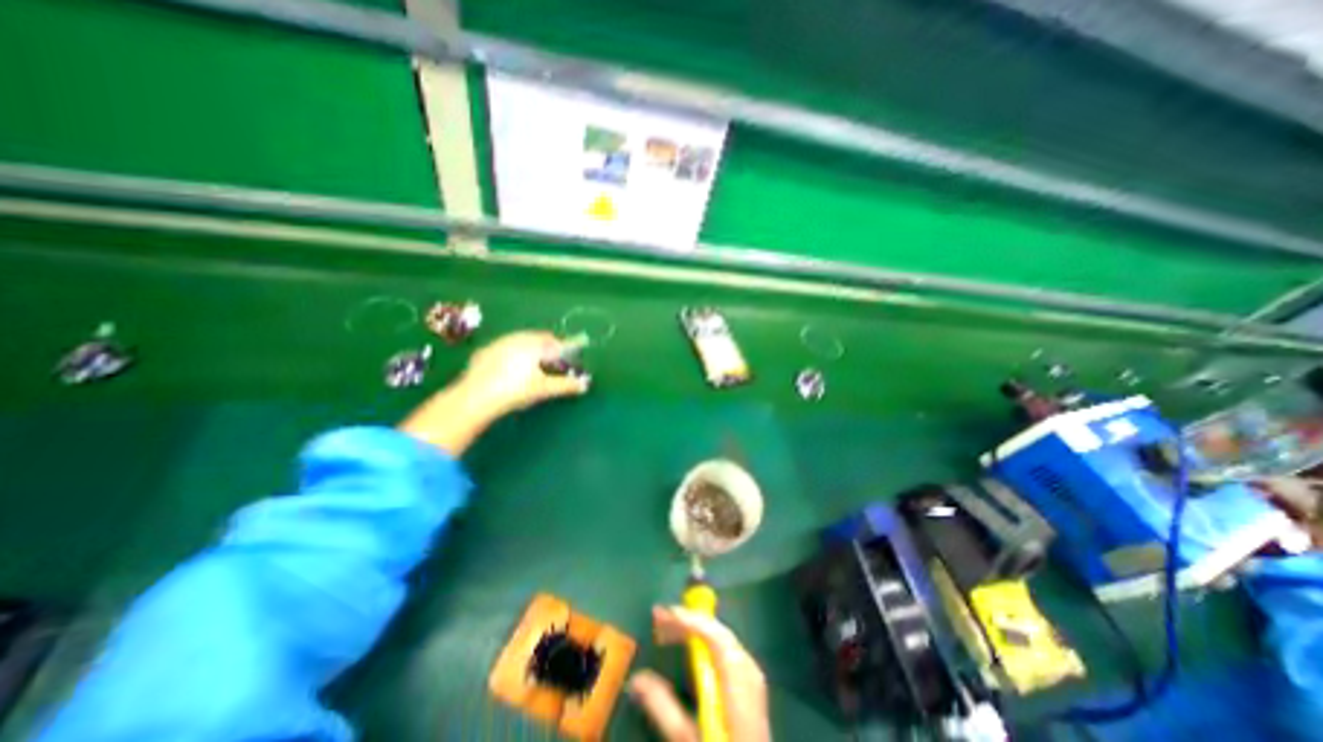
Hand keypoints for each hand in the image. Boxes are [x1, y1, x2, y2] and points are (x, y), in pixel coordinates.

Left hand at [399, 331, 592, 458]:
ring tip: (538, 363)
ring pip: (524, 341)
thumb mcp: (544, 389)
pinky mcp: (486, 351)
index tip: (580, 345)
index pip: (558, 343)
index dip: (570, 345)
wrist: (474, 397)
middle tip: (559, 359)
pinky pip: (508, 347)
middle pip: (541, 339)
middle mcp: (519, 338)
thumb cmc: (515, 390)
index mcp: (535, 344)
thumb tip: (585, 385)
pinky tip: (514, 367)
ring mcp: (500, 343)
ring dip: (534, 349)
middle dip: (552, 347)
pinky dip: (517, 353)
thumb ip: (566, 385)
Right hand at [629, 608, 777, 741]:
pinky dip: (705, 639)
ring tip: (668, 629)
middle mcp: (749, 675)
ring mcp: (753, 679)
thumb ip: (663, 708)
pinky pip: (726, 646)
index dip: (689, 620)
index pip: (715, 638)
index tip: (661, 614)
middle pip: (718, 633)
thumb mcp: (687, 740)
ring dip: (696, 628)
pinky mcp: (750, 684)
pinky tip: (690, 644)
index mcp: (738, 688)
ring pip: (722, 636)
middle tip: (658, 619)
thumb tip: (636, 679)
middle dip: (688, 621)